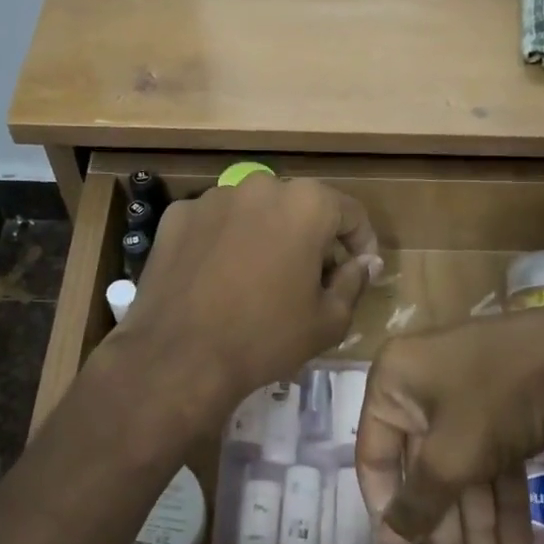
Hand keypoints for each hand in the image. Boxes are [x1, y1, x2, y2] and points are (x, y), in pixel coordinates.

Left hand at [110, 176, 379, 420]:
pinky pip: (215, 223)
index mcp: (306, 204)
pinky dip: (226, 242)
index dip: (361, 242)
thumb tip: (367, 262)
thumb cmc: (266, 338)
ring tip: (261, 279)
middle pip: (300, 207)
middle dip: (312, 238)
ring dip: (267, 236)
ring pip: (255, 212)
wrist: (179, 357)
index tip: (359, 270)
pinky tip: (220, 278)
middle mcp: (260, 186)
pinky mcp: (176, 216)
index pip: (349, 212)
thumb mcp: (328, 320)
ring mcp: (213, 198)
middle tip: (311, 278)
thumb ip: (355, 282)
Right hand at [355, 301, 543, 543]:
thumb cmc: (500, 397)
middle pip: (425, 468)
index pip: (375, 455)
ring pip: (463, 468)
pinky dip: (504, 501)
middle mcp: (425, 385)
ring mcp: (470, 395)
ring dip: (476, 524)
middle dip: (444, 526)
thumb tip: (388, 540)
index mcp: (395, 381)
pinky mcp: (507, 408)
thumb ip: (418, 501)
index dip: (386, 508)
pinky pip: (493, 460)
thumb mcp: (451, 454)